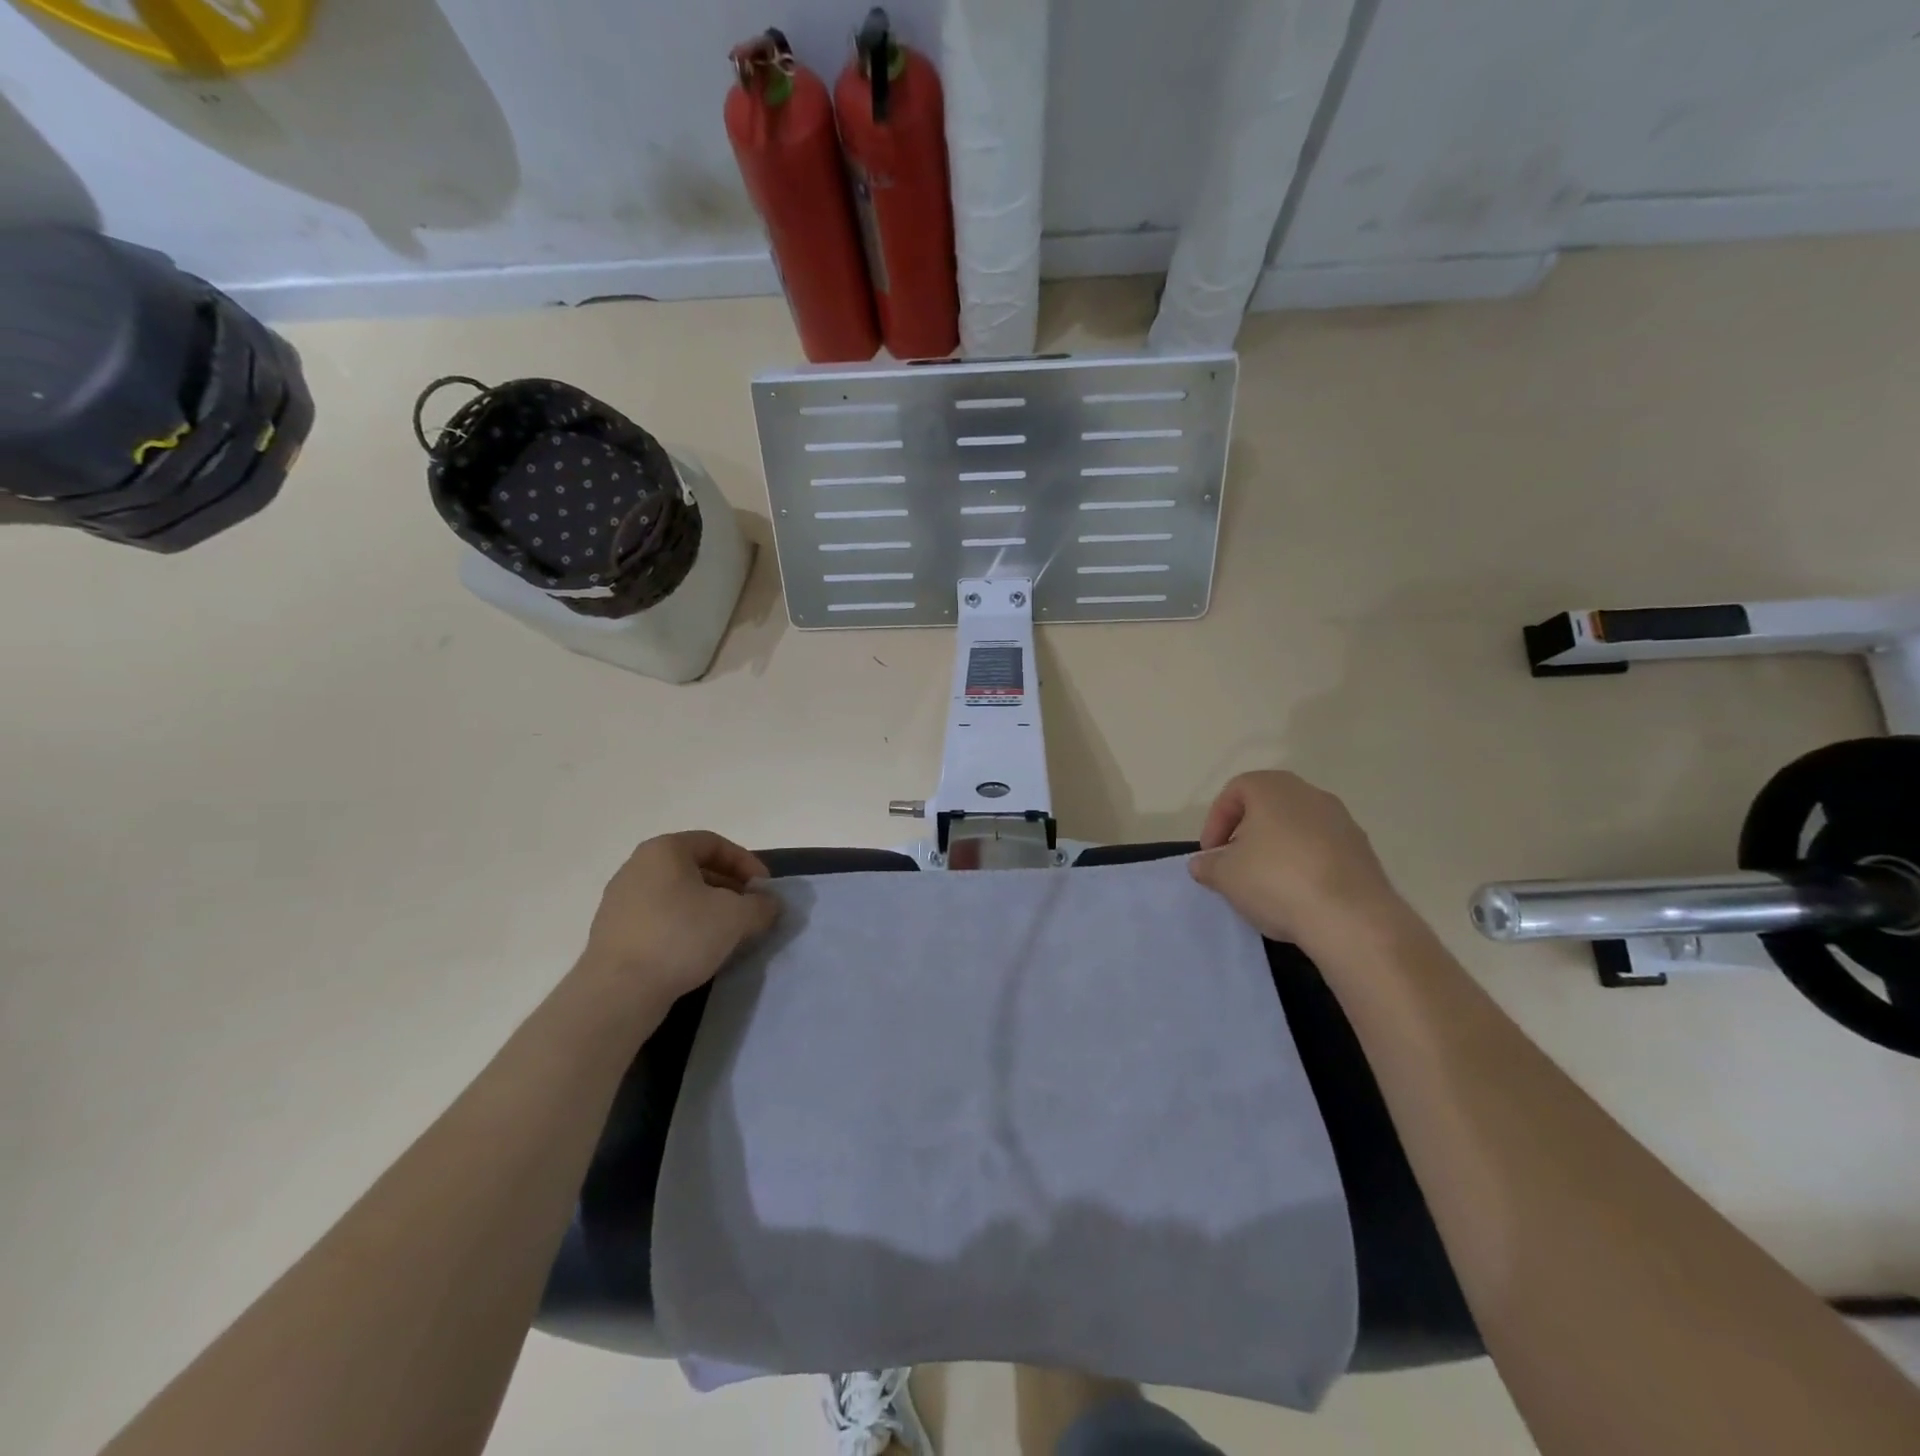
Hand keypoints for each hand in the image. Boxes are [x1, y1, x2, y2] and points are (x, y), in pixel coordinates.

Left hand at [576, 831, 780, 1013]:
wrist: (618, 992)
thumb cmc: (680, 937)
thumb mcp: (736, 917)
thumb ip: (760, 905)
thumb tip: (768, 904)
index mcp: (664, 850)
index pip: (714, 843)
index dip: (746, 862)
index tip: (764, 889)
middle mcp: (637, 867)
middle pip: (695, 868)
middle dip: (729, 887)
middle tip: (750, 911)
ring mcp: (620, 900)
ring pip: (677, 895)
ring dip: (708, 909)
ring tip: (729, 933)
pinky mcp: (613, 932)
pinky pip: (659, 918)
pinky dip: (684, 926)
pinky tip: (698, 950)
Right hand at [1189, 771, 1405, 946]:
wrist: (1352, 919)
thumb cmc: (1276, 881)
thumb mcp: (1224, 875)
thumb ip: (1208, 865)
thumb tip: (1203, 864)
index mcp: (1273, 788)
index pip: (1234, 791)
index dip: (1215, 822)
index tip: (1210, 853)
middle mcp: (1310, 794)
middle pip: (1267, 807)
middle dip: (1246, 834)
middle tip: (1234, 864)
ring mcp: (1342, 821)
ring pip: (1296, 828)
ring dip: (1276, 850)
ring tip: (1265, 884)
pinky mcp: (1363, 851)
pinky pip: (1322, 850)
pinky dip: (1304, 865)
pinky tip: (1297, 895)